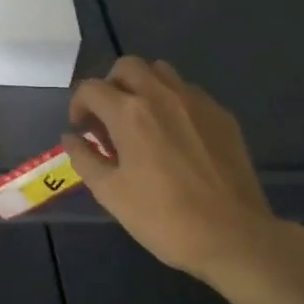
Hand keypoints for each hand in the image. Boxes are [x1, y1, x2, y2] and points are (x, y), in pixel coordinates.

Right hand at [65, 57, 297, 299]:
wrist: (233, 236)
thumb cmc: (162, 218)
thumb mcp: (110, 193)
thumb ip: (84, 158)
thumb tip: (71, 137)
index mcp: (130, 113)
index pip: (91, 88)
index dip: (78, 105)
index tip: (82, 130)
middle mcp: (162, 95)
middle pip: (127, 66)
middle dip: (110, 85)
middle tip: (108, 118)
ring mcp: (197, 102)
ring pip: (161, 71)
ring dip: (143, 87)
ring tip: (141, 121)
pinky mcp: (222, 115)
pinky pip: (189, 92)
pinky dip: (172, 102)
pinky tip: (174, 136)